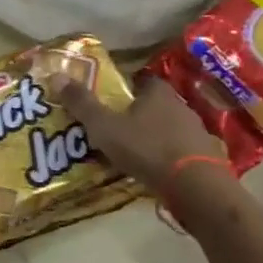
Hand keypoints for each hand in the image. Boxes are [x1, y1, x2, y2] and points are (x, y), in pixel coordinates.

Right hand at [60, 75, 224, 193]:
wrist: (196, 186)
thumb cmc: (147, 149)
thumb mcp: (105, 127)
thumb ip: (82, 104)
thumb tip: (56, 76)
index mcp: (157, 93)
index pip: (141, 81)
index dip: (126, 89)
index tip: (111, 102)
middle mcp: (181, 106)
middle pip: (156, 105)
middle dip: (139, 115)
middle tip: (117, 129)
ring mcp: (197, 132)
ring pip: (170, 129)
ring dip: (155, 137)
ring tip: (134, 153)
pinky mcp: (206, 157)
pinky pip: (182, 152)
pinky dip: (170, 158)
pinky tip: (157, 171)